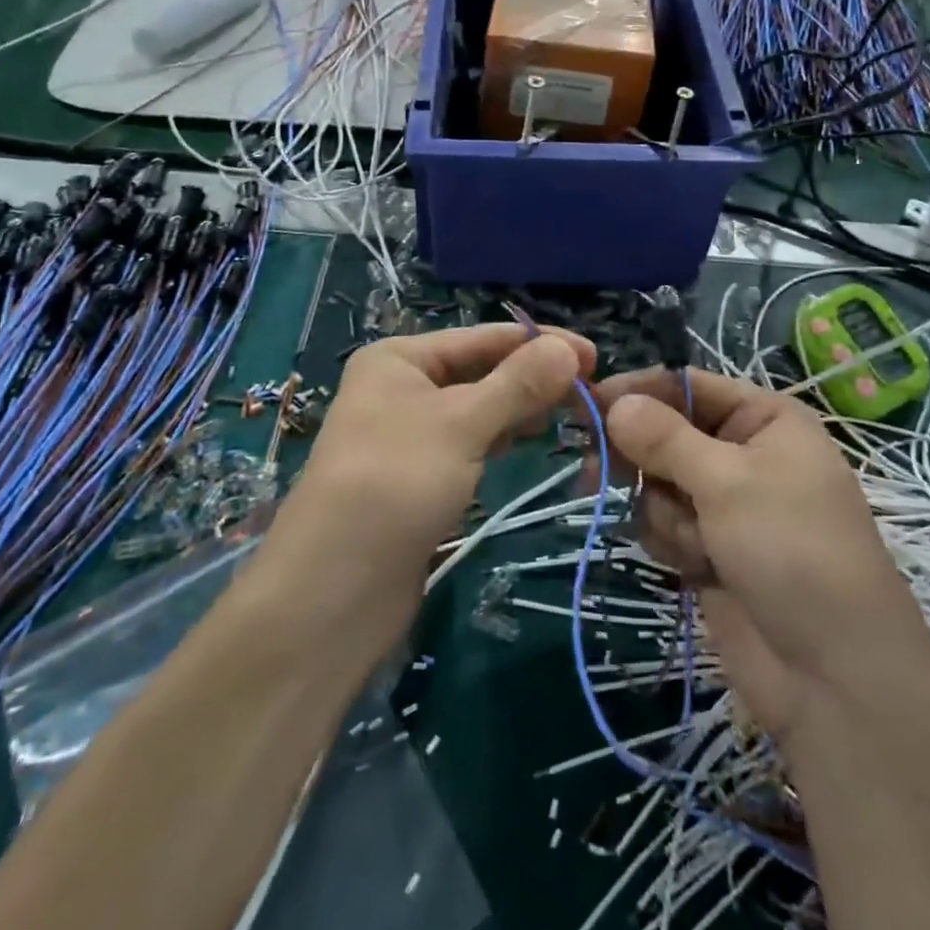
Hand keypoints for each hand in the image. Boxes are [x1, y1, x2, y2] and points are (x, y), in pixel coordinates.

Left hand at [270, 324, 593, 640]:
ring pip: (479, 408)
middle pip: (482, 371)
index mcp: (400, 358)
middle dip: (533, 377)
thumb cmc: (395, 483)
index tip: (595, 356)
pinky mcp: (421, 476)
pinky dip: (501, 438)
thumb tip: (569, 350)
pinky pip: (471, 442)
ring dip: (521, 408)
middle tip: (591, 391)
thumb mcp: (461, 423)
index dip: (539, 343)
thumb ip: (518, 384)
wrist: (333, 591)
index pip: (482, 338)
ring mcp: (410, 434)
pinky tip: (530, 441)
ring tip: (572, 413)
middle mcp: (402, 388)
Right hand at [599, 369, 929, 747]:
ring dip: (664, 511)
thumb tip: (614, 401)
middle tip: (595, 470)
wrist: (833, 677)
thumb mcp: (728, 482)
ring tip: (697, 543)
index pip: (687, 385)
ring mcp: (726, 504)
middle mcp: (744, 453)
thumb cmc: (792, 552)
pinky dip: (671, 541)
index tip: (588, 402)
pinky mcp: (710, 548)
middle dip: (640, 456)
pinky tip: (697, 568)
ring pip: (658, 482)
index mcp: (764, 419)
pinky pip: (664, 524)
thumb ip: (664, 438)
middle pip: (666, 433)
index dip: (638, 391)